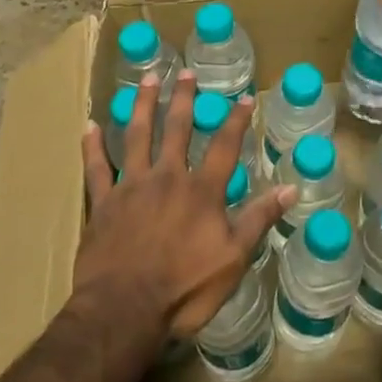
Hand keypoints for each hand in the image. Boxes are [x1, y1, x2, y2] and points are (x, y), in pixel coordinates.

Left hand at [76, 71, 292, 338]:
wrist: (124, 310)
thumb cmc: (185, 289)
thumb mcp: (234, 258)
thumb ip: (259, 219)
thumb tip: (291, 189)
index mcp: (202, 191)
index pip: (224, 146)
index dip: (236, 120)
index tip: (244, 98)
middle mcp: (167, 177)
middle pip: (177, 129)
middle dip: (183, 98)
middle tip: (185, 72)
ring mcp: (132, 186)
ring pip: (137, 136)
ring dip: (142, 105)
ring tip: (146, 79)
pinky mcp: (103, 203)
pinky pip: (96, 168)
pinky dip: (93, 147)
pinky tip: (90, 126)